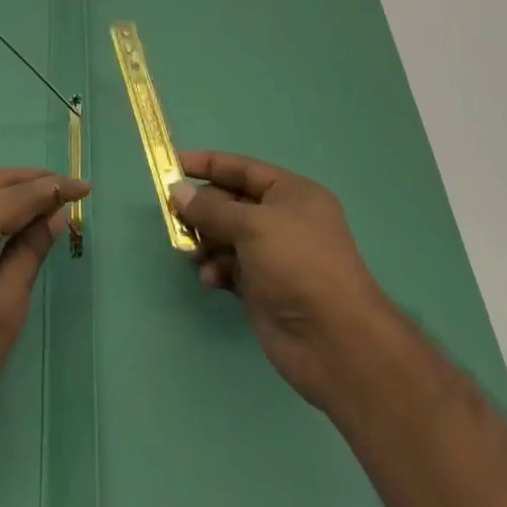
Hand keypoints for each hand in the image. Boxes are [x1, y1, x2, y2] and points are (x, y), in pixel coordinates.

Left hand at [0, 168, 88, 442]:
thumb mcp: (6, 308)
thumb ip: (30, 252)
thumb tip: (55, 214)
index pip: (18, 196)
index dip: (55, 189)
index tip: (85, 187)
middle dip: (32, 180)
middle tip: (66, 187)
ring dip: (8, 188)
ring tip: (41, 197)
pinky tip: (1, 214)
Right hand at [169, 150, 388, 416]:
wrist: (335, 343)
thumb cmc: (298, 266)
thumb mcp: (253, 226)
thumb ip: (212, 209)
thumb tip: (178, 191)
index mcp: (291, 194)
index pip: (242, 168)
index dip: (207, 164)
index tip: (171, 163)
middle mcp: (283, 220)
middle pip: (231, 203)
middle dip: (203, 209)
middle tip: (173, 215)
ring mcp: (273, 256)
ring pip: (226, 236)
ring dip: (206, 241)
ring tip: (191, 252)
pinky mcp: (264, 288)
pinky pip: (230, 267)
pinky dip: (216, 268)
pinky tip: (210, 279)